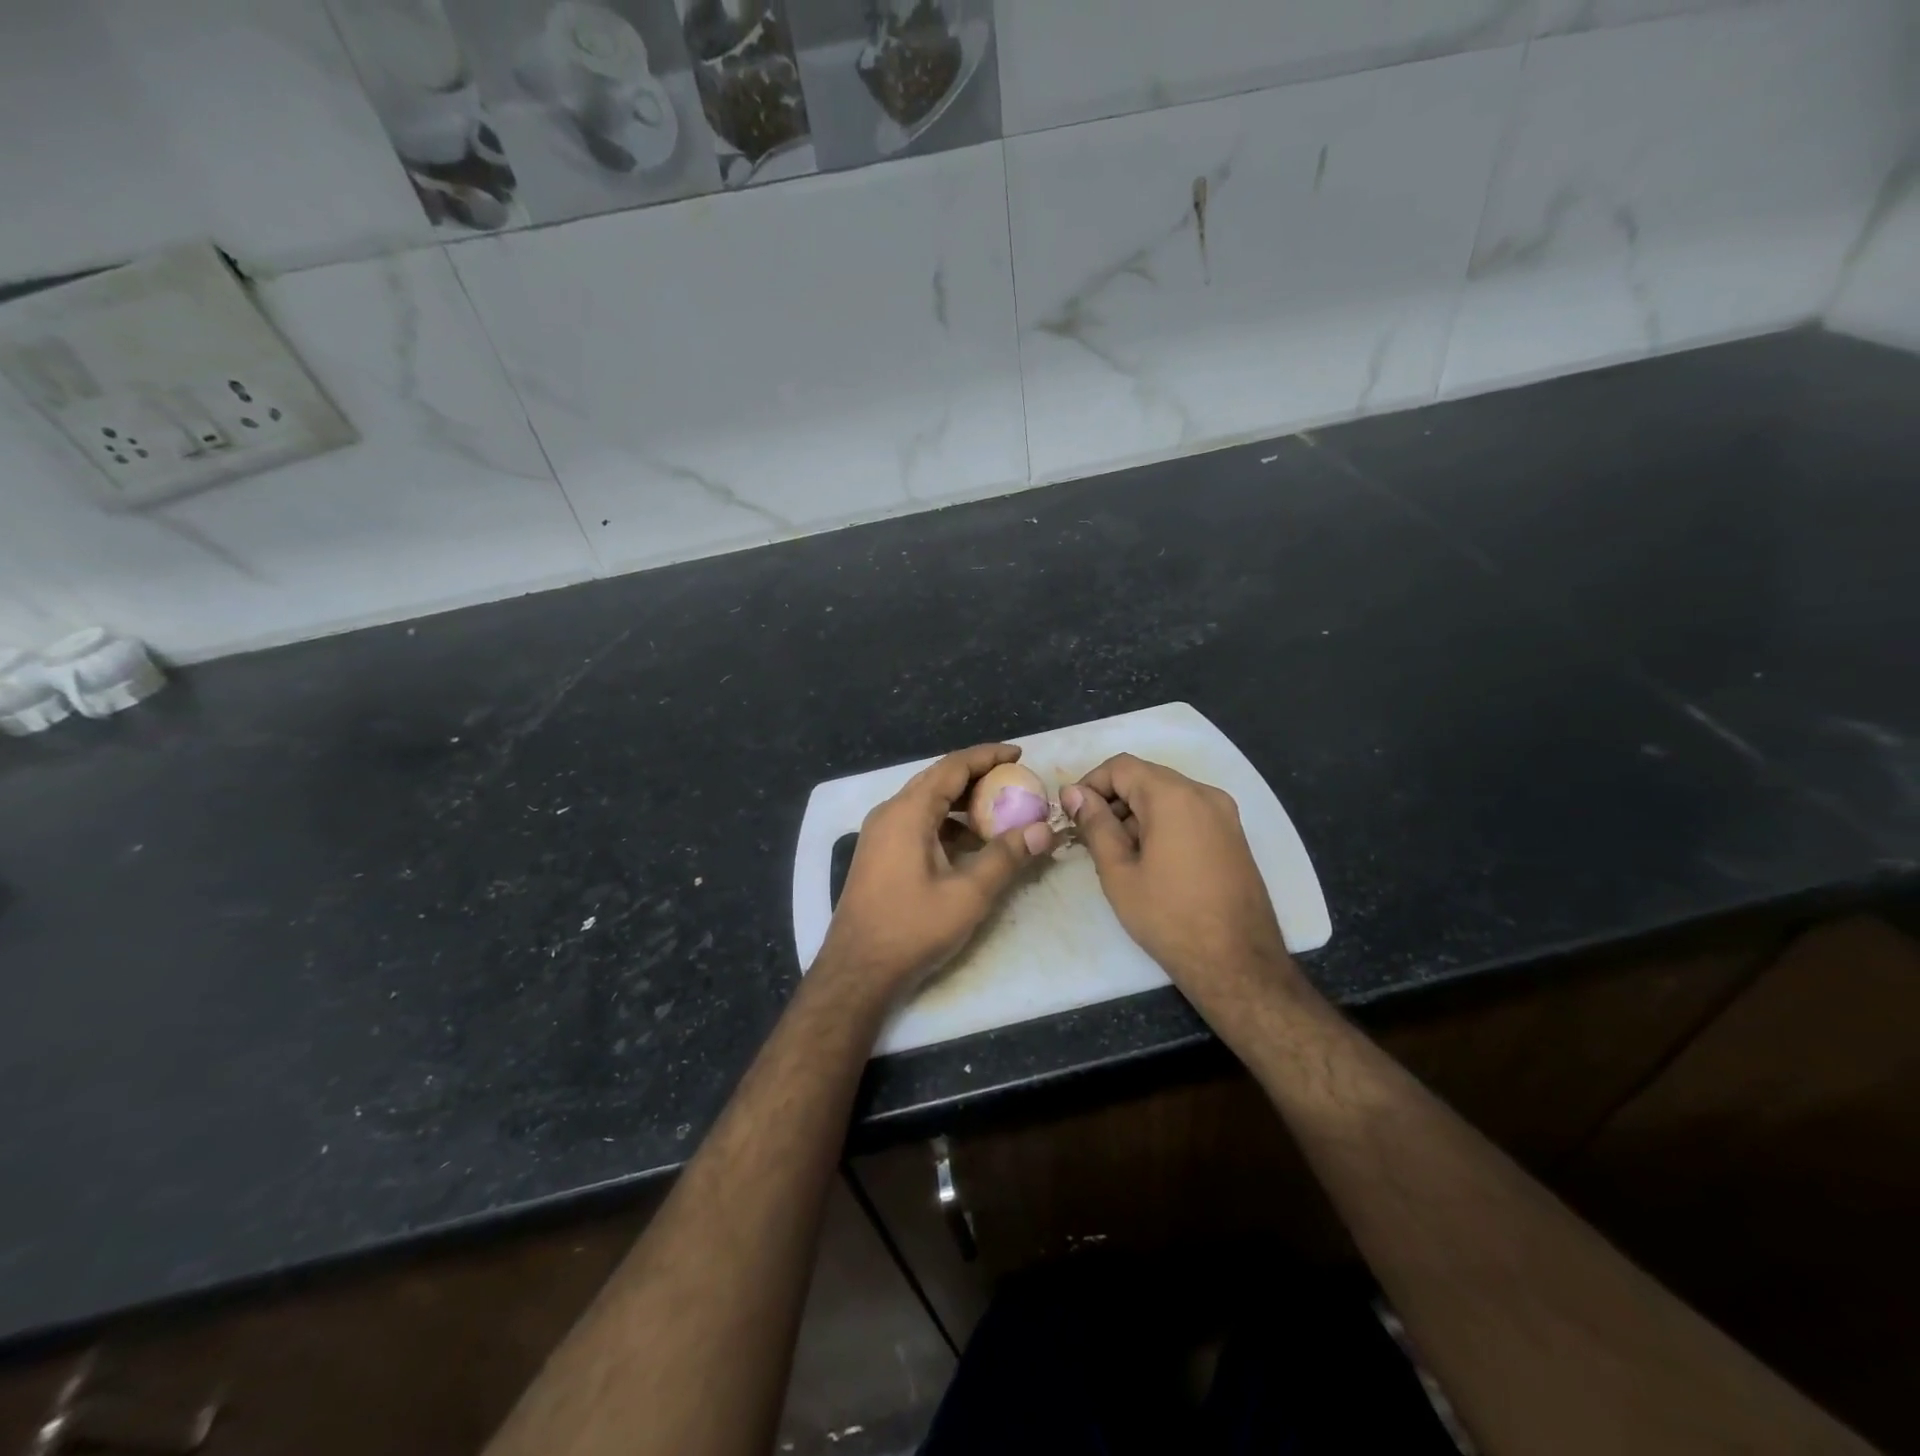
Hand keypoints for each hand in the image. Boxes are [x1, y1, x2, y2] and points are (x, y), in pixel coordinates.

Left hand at [817, 744, 1056, 999]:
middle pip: (938, 779)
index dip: (987, 756)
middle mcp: (889, 812)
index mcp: (908, 812)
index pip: (952, 766)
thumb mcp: (968, 894)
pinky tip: (970, 842)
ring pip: (927, 802)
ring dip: (962, 801)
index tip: (1019, 754)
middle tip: (1014, 781)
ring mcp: (880, 833)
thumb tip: (1044, 830)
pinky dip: (946, 823)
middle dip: (977, 776)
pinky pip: (917, 822)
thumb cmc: (912, 928)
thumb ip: (1007, 856)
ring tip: (999, 810)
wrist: (857, 970)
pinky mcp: (879, 853)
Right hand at [1062, 754, 1295, 996]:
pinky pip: (1188, 812)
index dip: (1090, 784)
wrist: (1238, 962)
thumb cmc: (1169, 917)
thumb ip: (1095, 825)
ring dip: (1136, 813)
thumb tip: (1074, 793)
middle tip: (1090, 837)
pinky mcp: (1233, 835)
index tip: (1072, 814)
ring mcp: (1225, 814)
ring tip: (1118, 854)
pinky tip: (1150, 860)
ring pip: (1167, 795)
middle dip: (1113, 800)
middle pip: (1146, 777)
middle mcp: (1204, 794)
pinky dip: (1162, 823)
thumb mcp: (1119, 872)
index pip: (1121, 766)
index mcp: (1174, 796)